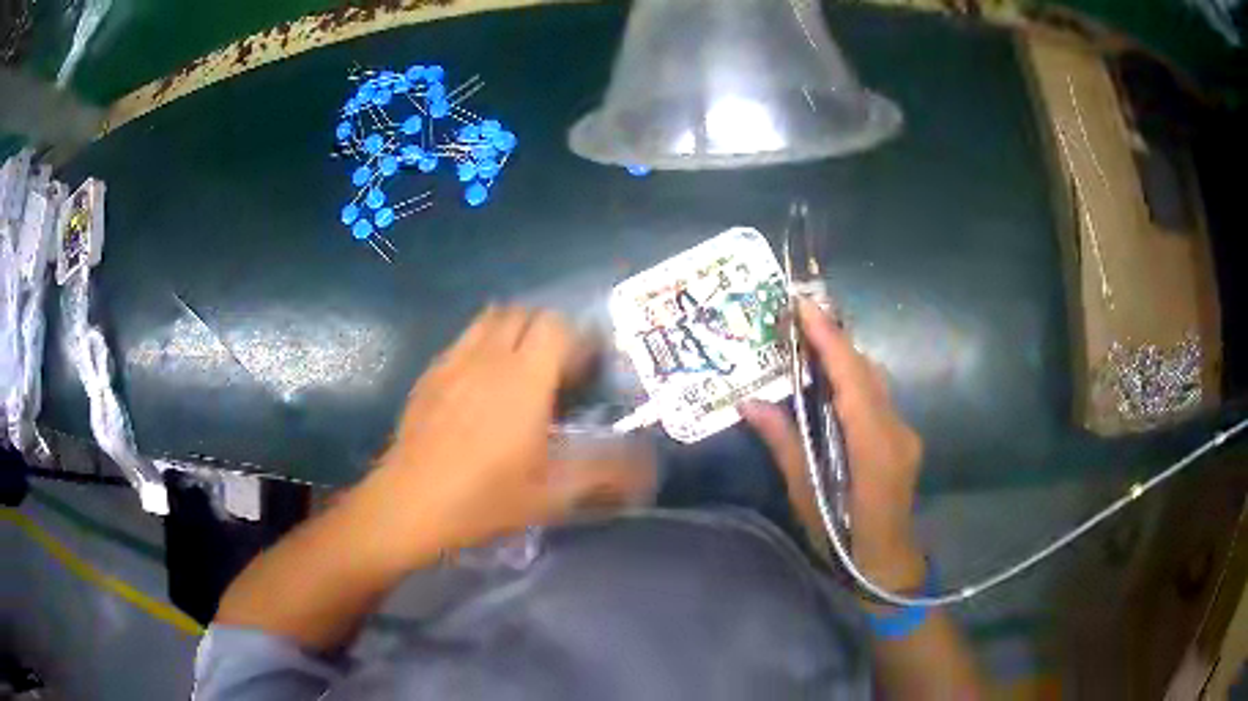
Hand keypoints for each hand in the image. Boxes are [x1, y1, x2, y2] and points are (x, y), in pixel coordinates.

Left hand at [359, 306, 654, 567]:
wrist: (410, 503)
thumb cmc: (484, 498)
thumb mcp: (552, 494)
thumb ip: (605, 474)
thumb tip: (647, 468)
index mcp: (524, 378)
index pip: (557, 326)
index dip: (579, 339)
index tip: (588, 367)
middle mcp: (489, 357)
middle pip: (524, 313)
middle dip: (548, 330)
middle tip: (558, 367)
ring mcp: (453, 361)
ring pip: (489, 320)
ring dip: (513, 331)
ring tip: (521, 368)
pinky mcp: (430, 374)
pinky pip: (463, 341)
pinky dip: (481, 346)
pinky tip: (481, 384)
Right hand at [741, 299, 924, 590]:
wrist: (887, 568)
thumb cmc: (843, 543)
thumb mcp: (807, 499)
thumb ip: (785, 446)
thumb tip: (750, 403)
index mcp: (873, 447)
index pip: (852, 379)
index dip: (829, 339)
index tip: (803, 306)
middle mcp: (896, 431)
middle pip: (867, 371)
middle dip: (834, 340)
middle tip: (797, 320)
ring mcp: (905, 434)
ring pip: (876, 381)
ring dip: (845, 359)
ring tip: (809, 345)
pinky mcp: (904, 440)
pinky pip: (878, 398)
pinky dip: (854, 381)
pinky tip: (830, 386)